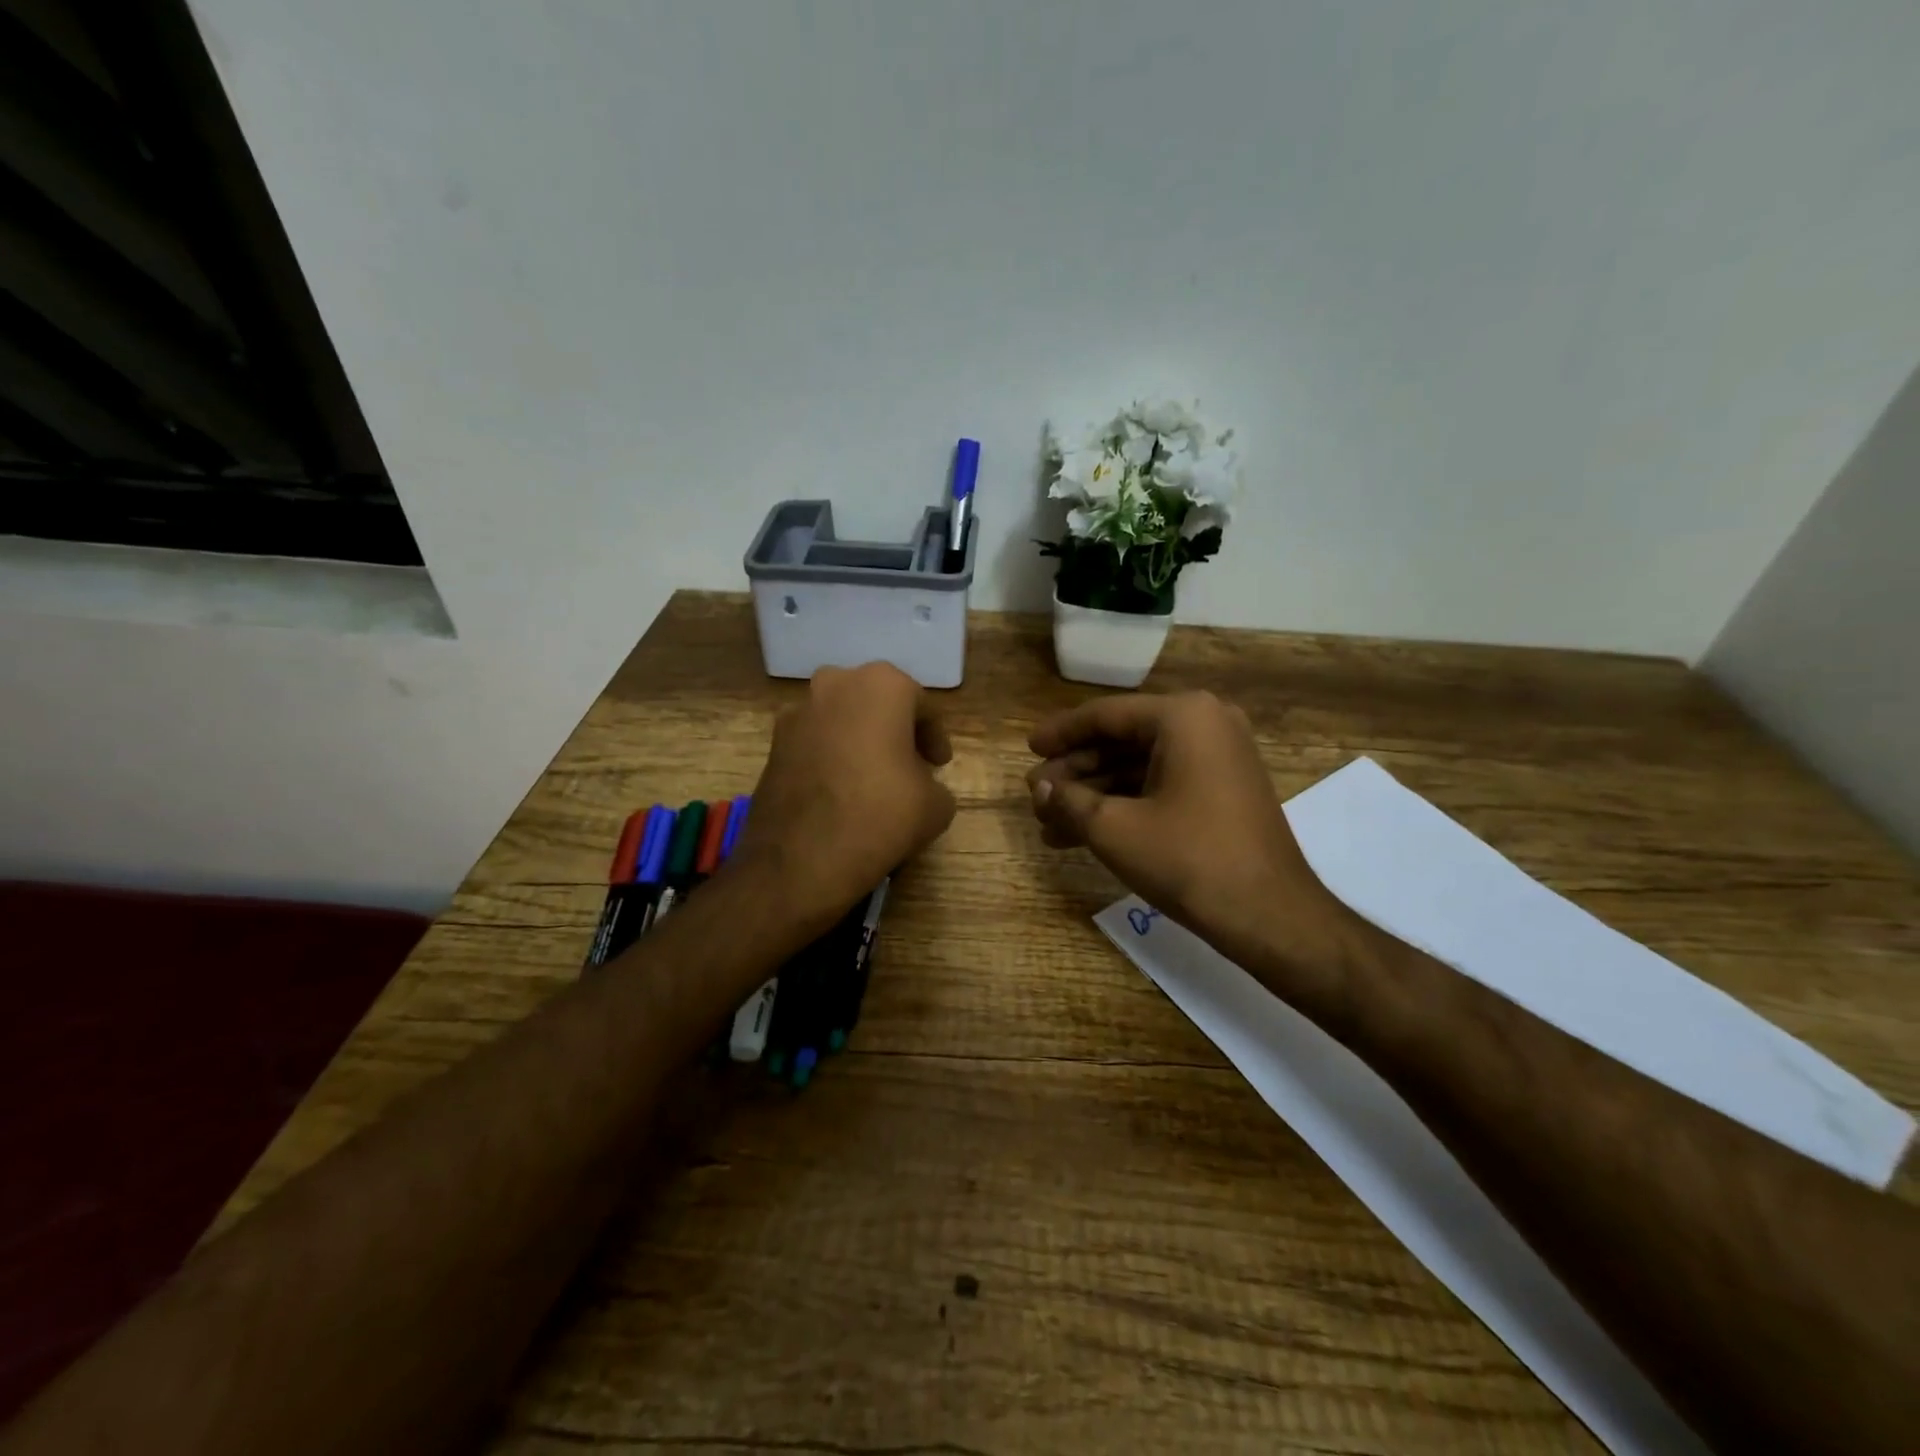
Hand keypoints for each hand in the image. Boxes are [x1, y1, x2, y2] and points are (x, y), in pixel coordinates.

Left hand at [734, 663, 955, 923]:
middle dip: (895, 731)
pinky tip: (841, 792)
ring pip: (842, 719)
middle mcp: (835, 684)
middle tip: (910, 766)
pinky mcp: (773, 744)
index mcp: (882, 684)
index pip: (921, 705)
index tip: (939, 765)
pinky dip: (832, 758)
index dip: (935, 737)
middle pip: (877, 703)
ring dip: (860, 741)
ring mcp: (797, 712)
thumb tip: (920, 787)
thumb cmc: (881, 816)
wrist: (800, 859)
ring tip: (874, 780)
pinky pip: (815, 742)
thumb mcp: (936, 805)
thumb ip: (936, 784)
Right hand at [1027, 692, 1356, 990]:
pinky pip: (1162, 785)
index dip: (1060, 734)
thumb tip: (1040, 789)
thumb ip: (1069, 800)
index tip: (1028, 749)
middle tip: (1037, 796)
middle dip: (1075, 773)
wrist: (1269, 915)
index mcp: (1183, 716)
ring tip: (1049, 824)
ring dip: (1095, 795)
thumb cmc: (1188, 859)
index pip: (1105, 715)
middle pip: (1122, 740)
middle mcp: (1206, 724)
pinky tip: (1083, 834)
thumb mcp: (1114, 829)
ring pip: (1139, 768)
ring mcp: (1220, 758)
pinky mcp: (1223, 790)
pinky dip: (1125, 806)